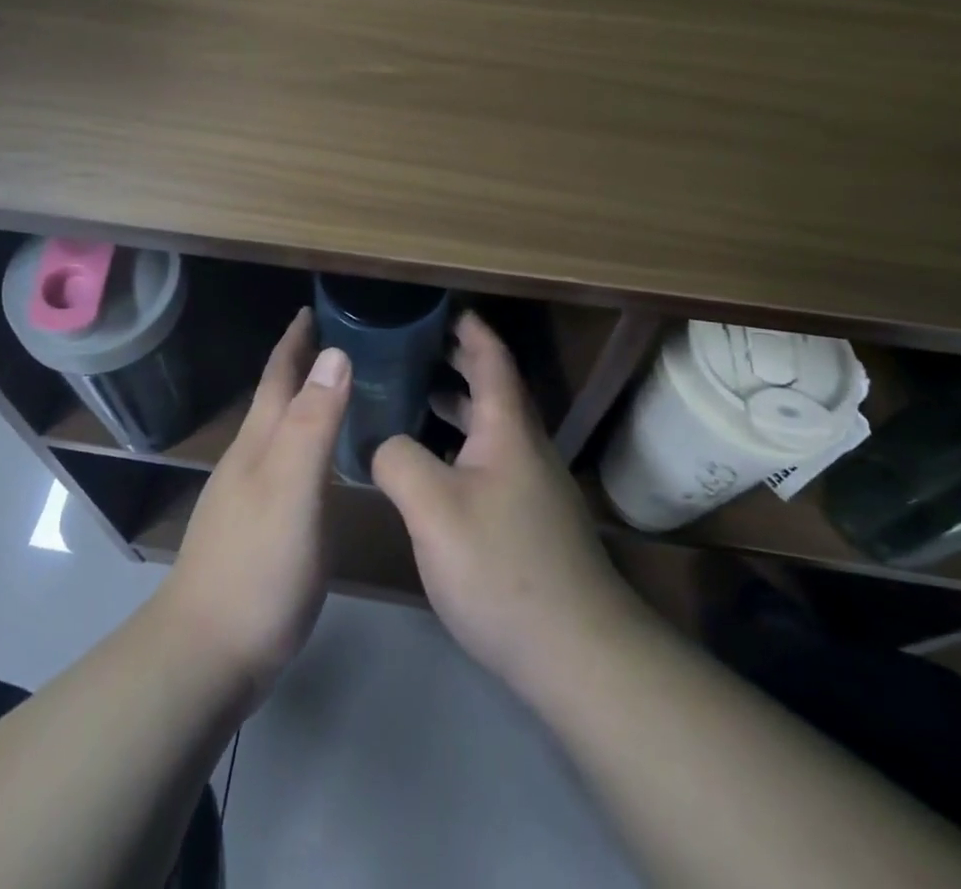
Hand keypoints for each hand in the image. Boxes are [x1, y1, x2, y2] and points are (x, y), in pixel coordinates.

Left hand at [155, 308, 348, 712]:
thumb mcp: (293, 489)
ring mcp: (247, 497)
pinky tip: (319, 463)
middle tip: (334, 340)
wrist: (207, 654)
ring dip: (302, 404)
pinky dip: (304, 445)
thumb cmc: (257, 567)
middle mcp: (249, 461)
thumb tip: (334, 352)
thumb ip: (313, 424)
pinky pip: (285, 466)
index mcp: (259, 443)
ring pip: (278, 433)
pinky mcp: (255, 530)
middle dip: (298, 365)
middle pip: (275, 400)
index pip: (278, 377)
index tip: (312, 308)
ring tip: (333, 391)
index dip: (294, 341)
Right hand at [373, 313, 644, 695]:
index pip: (492, 360)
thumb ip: (397, 460)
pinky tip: (433, 470)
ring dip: (458, 406)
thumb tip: (382, 442)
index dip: (470, 330)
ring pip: (493, 429)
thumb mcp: (433, 509)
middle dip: (459, 362)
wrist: (578, 654)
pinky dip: (462, 447)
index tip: (444, 308)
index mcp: (508, 430)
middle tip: (415, 347)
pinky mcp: (532, 523)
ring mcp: (533, 488)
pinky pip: (492, 462)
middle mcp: (526, 449)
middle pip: (494, 390)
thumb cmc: (502, 567)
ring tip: (414, 398)